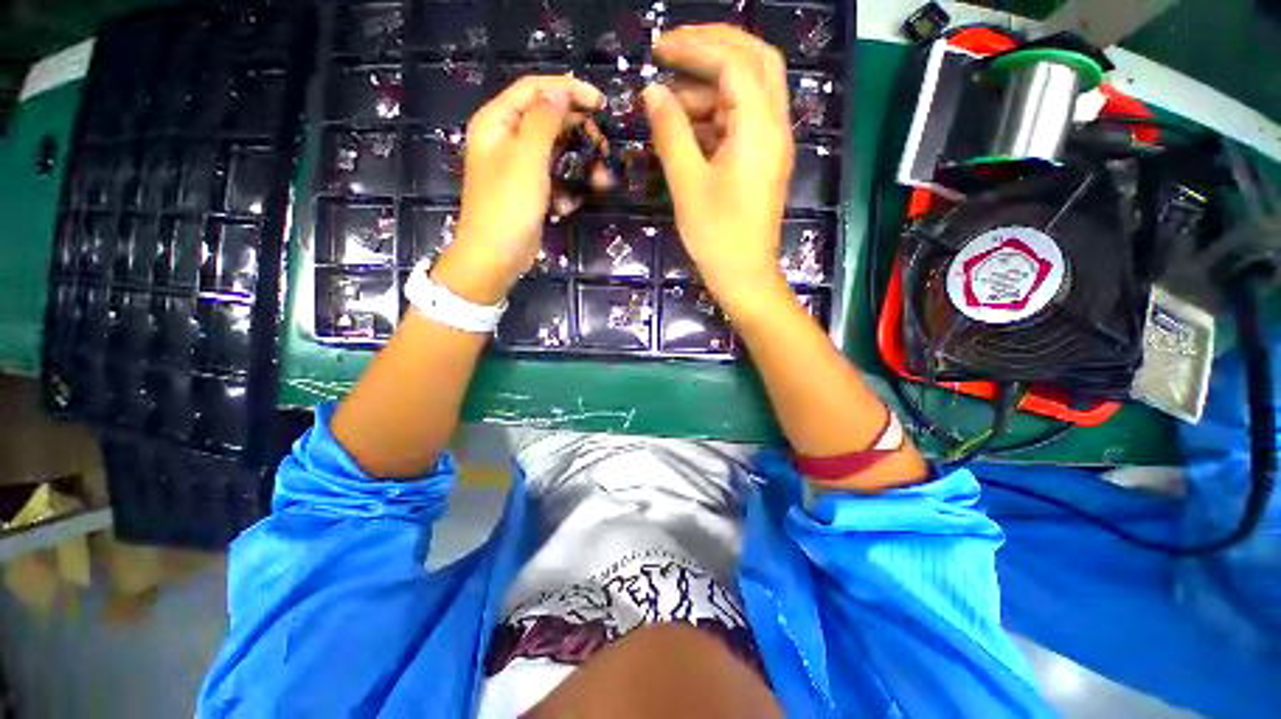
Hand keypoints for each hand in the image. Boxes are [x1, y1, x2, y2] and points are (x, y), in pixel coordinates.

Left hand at [432, 75, 603, 303]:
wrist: (496, 256)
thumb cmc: (508, 205)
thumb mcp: (527, 157)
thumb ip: (544, 120)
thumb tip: (560, 94)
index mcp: (497, 121)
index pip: (533, 89)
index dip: (567, 90)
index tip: (600, 103)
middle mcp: (505, 139)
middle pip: (546, 118)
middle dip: (577, 129)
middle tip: (603, 143)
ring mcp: (518, 167)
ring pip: (555, 151)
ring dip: (578, 162)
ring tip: (600, 178)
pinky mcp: (529, 191)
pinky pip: (553, 178)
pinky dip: (566, 188)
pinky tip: (569, 205)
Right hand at [643, 25, 793, 309]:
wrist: (744, 276)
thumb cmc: (716, 236)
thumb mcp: (687, 183)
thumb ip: (670, 132)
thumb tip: (652, 92)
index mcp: (759, 127)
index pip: (734, 61)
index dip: (695, 46)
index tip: (658, 47)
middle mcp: (775, 125)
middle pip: (754, 61)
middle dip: (713, 48)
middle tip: (672, 51)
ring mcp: (772, 143)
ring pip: (749, 91)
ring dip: (711, 85)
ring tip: (670, 99)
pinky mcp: (764, 160)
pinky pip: (744, 120)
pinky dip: (717, 113)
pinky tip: (688, 126)